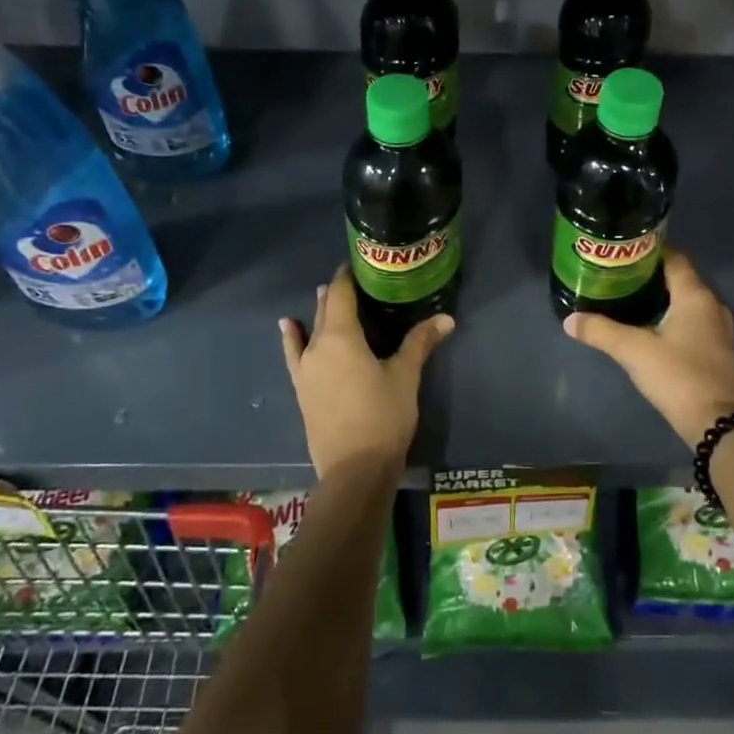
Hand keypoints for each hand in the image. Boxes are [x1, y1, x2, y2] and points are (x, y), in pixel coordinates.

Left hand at [280, 267, 453, 478]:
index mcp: (341, 337)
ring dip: (318, 313)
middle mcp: (317, 347)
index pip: (340, 294)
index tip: (359, 264)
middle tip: (354, 280)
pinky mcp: (302, 390)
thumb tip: (446, 318)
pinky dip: (292, 338)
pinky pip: (294, 354)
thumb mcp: (405, 376)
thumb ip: (421, 342)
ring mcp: (305, 370)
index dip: (347, 277)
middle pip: (325, 310)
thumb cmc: (383, 416)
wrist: (354, 470)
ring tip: (321, 295)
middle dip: (337, 293)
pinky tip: (288, 328)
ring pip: (310, 331)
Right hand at [562, 250, 733, 447]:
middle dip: (650, 275)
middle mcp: (712, 305)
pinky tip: (649, 327)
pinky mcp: (717, 350)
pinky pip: (692, 320)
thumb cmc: (677, 376)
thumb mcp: (633, 351)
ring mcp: (718, 329)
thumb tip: (569, 320)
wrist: (717, 423)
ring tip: (628, 298)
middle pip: (679, 278)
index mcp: (695, 296)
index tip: (623, 251)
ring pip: (686, 301)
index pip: (674, 258)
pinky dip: (672, 316)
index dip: (649, 251)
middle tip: (618, 275)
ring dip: (661, 297)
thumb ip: (600, 331)